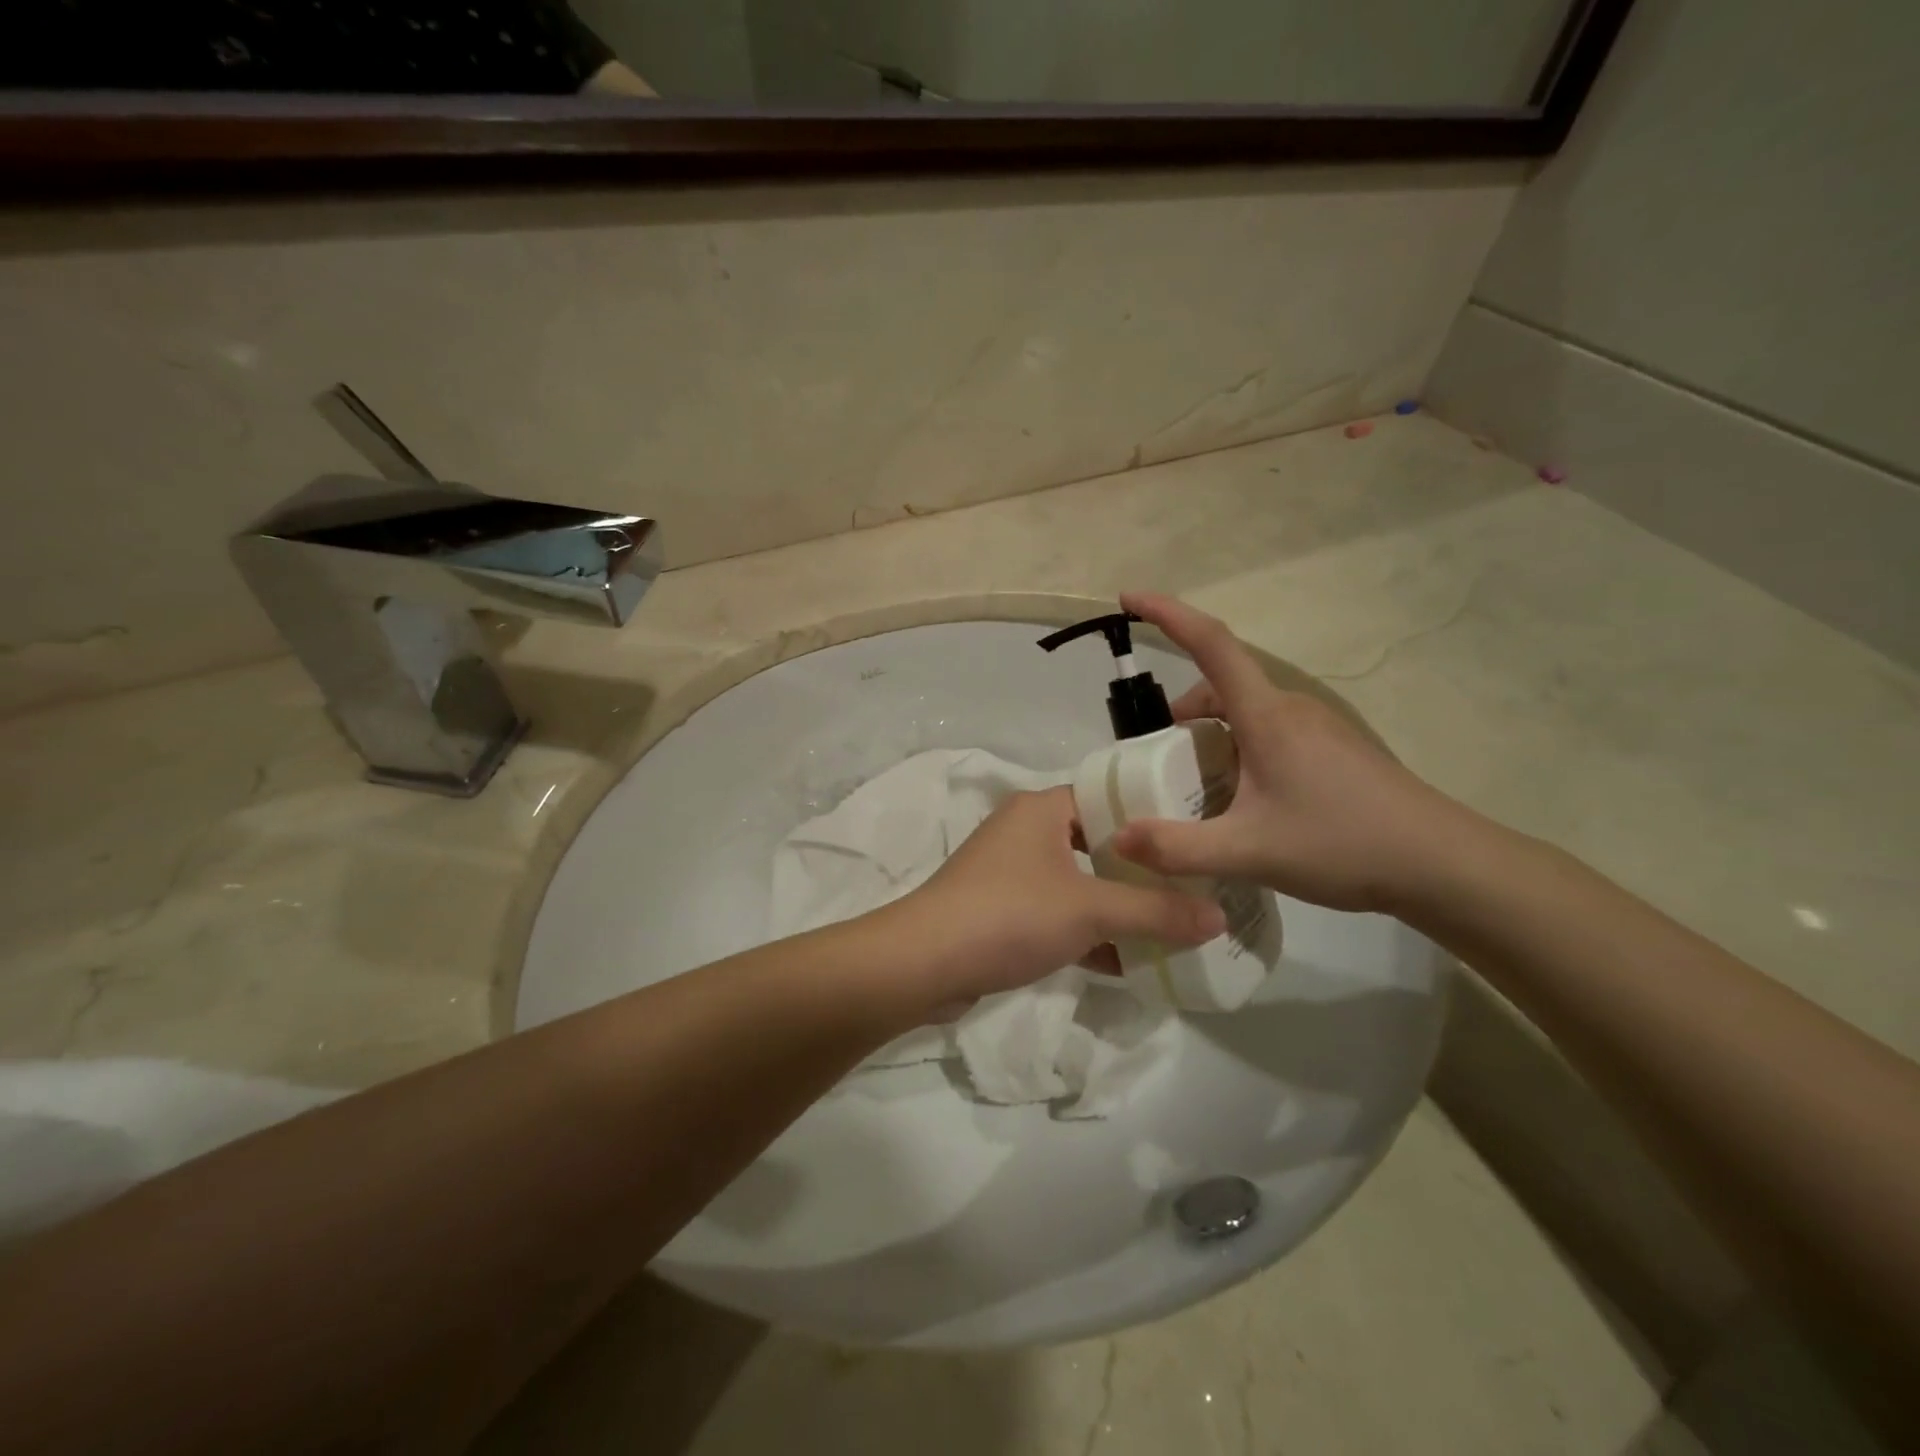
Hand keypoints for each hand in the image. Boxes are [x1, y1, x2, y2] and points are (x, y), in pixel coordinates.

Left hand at [880, 786, 1224, 1006]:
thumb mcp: (1091, 910)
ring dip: (1115, 906)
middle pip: (1096, 843)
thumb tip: (1220, 918)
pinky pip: (1056, 914)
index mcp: (1042, 808)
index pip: (1108, 797)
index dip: (1152, 818)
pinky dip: (1087, 934)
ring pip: (1077, 882)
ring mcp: (1009, 872)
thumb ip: (1156, 912)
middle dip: (1140, 870)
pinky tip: (1126, 964)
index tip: (1196, 840)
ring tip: (1170, 927)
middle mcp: (1024, 831)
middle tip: (1192, 887)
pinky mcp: (999, 910)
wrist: (923, 962)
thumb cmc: (1010, 915)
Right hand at [1111, 591, 1473, 914]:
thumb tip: (1119, 838)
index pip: (1210, 643)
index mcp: (1267, 715)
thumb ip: (1177, 848)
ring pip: (1246, 714)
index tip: (1128, 598)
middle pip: (1221, 686)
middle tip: (1161, 766)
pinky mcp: (1335, 749)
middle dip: (1182, 715)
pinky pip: (1270, 733)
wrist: (1443, 864)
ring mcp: (1318, 726)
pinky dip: (1240, 752)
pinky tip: (1249, 804)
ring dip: (1212, 738)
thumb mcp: (1249, 852)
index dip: (1166, 614)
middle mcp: (1291, 708)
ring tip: (1203, 793)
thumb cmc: (1344, 845)